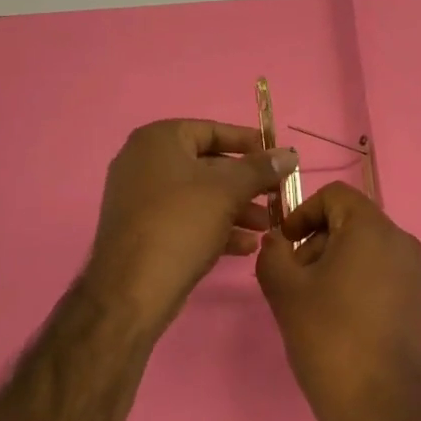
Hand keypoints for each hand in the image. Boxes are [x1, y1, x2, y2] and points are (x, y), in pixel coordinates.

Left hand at [87, 120, 297, 338]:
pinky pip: (185, 219)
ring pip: (199, 195)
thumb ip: (260, 169)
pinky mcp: (143, 230)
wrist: (131, 290)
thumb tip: (289, 154)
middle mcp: (143, 162)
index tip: (276, 157)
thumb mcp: (227, 191)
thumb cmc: (180, 224)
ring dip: (236, 208)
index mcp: (158, 140)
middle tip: (276, 195)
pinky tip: (245, 246)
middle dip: (246, 183)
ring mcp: (140, 198)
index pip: (211, 130)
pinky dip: (214, 227)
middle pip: (207, 165)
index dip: (247, 143)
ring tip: (268, 225)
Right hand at [256, 182, 420, 420]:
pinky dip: (356, 280)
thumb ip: (273, 254)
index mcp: (372, 228)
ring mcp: (415, 272)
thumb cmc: (329, 339)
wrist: (381, 408)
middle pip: (351, 220)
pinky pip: (382, 272)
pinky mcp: (419, 300)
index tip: (284, 244)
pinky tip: (338, 319)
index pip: (335, 195)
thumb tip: (277, 241)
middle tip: (293, 279)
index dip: (303, 212)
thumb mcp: (286, 292)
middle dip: (316, 241)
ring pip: (366, 248)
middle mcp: (401, 241)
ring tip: (313, 303)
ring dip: (334, 262)